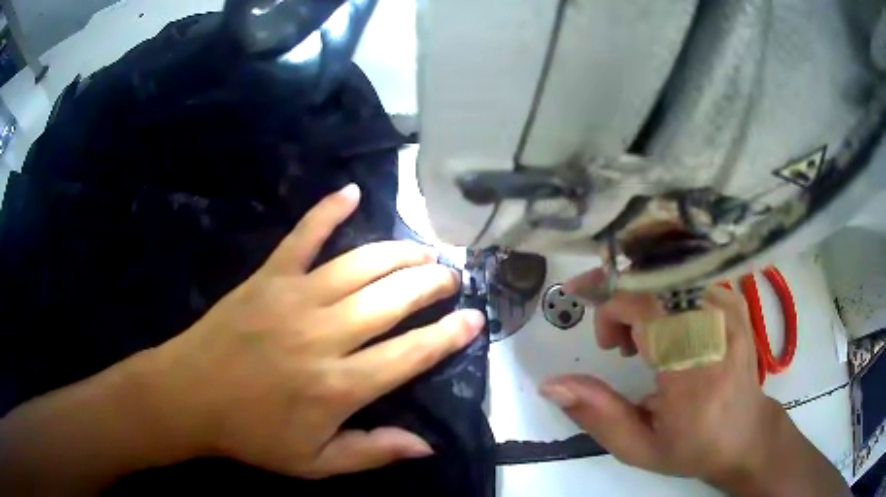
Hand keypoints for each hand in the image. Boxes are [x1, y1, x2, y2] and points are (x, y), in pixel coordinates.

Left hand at [137, 184, 485, 478]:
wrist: (189, 395)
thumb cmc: (251, 434)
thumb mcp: (314, 463)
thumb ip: (372, 452)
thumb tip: (426, 445)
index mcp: (339, 385)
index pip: (411, 353)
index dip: (449, 334)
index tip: (475, 318)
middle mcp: (325, 335)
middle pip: (393, 298)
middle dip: (432, 283)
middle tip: (452, 276)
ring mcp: (294, 297)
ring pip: (361, 264)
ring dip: (400, 252)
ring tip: (424, 250)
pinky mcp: (268, 277)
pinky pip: (302, 236)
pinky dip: (327, 211)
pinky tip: (351, 192)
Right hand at [539, 269, 782, 485]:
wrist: (745, 432)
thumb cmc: (693, 445)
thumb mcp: (639, 447)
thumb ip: (597, 415)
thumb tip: (552, 384)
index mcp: (694, 366)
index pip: (646, 303)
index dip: (611, 307)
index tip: (603, 341)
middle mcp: (716, 325)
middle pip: (656, 278)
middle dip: (622, 295)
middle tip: (613, 338)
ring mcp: (728, 306)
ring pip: (670, 273)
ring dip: (643, 297)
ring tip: (639, 341)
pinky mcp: (732, 301)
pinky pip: (687, 278)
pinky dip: (664, 294)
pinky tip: (663, 328)